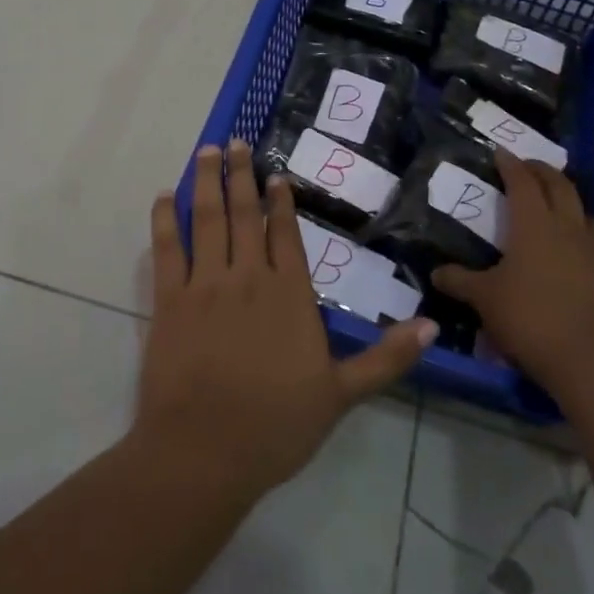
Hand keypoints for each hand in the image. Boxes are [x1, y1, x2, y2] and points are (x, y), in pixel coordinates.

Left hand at [138, 140, 436, 498]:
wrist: (206, 451)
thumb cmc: (276, 425)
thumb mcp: (342, 394)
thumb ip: (385, 358)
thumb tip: (430, 326)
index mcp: (290, 295)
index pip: (286, 235)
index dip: (280, 202)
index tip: (276, 174)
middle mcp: (248, 278)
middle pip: (245, 215)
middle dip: (241, 176)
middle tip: (235, 142)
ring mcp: (206, 285)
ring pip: (208, 220)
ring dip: (207, 183)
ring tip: (207, 151)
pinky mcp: (169, 301)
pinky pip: (167, 250)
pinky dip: (165, 221)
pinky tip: (163, 197)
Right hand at [432, 149, 593, 394]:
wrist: (586, 359)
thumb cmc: (528, 318)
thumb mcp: (484, 299)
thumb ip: (459, 281)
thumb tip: (436, 272)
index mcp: (534, 225)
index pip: (522, 183)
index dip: (511, 164)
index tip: (500, 152)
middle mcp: (566, 228)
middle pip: (559, 186)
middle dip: (542, 171)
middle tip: (526, 167)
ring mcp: (592, 251)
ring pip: (585, 210)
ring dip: (570, 199)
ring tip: (556, 204)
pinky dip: (585, 230)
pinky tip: (575, 245)